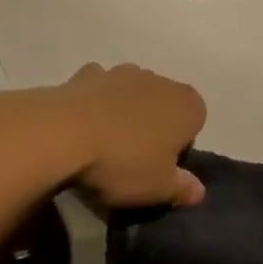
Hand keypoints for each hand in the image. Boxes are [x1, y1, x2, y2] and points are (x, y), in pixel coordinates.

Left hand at [52, 63, 206, 208]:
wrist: (63, 133)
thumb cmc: (123, 162)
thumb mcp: (159, 188)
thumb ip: (182, 188)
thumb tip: (198, 190)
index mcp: (187, 104)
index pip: (195, 124)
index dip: (180, 148)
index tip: (161, 169)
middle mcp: (159, 80)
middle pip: (163, 106)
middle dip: (154, 127)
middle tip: (133, 161)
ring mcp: (122, 72)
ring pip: (131, 94)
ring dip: (124, 113)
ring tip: (105, 145)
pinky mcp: (87, 73)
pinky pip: (99, 90)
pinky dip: (95, 103)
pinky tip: (82, 126)